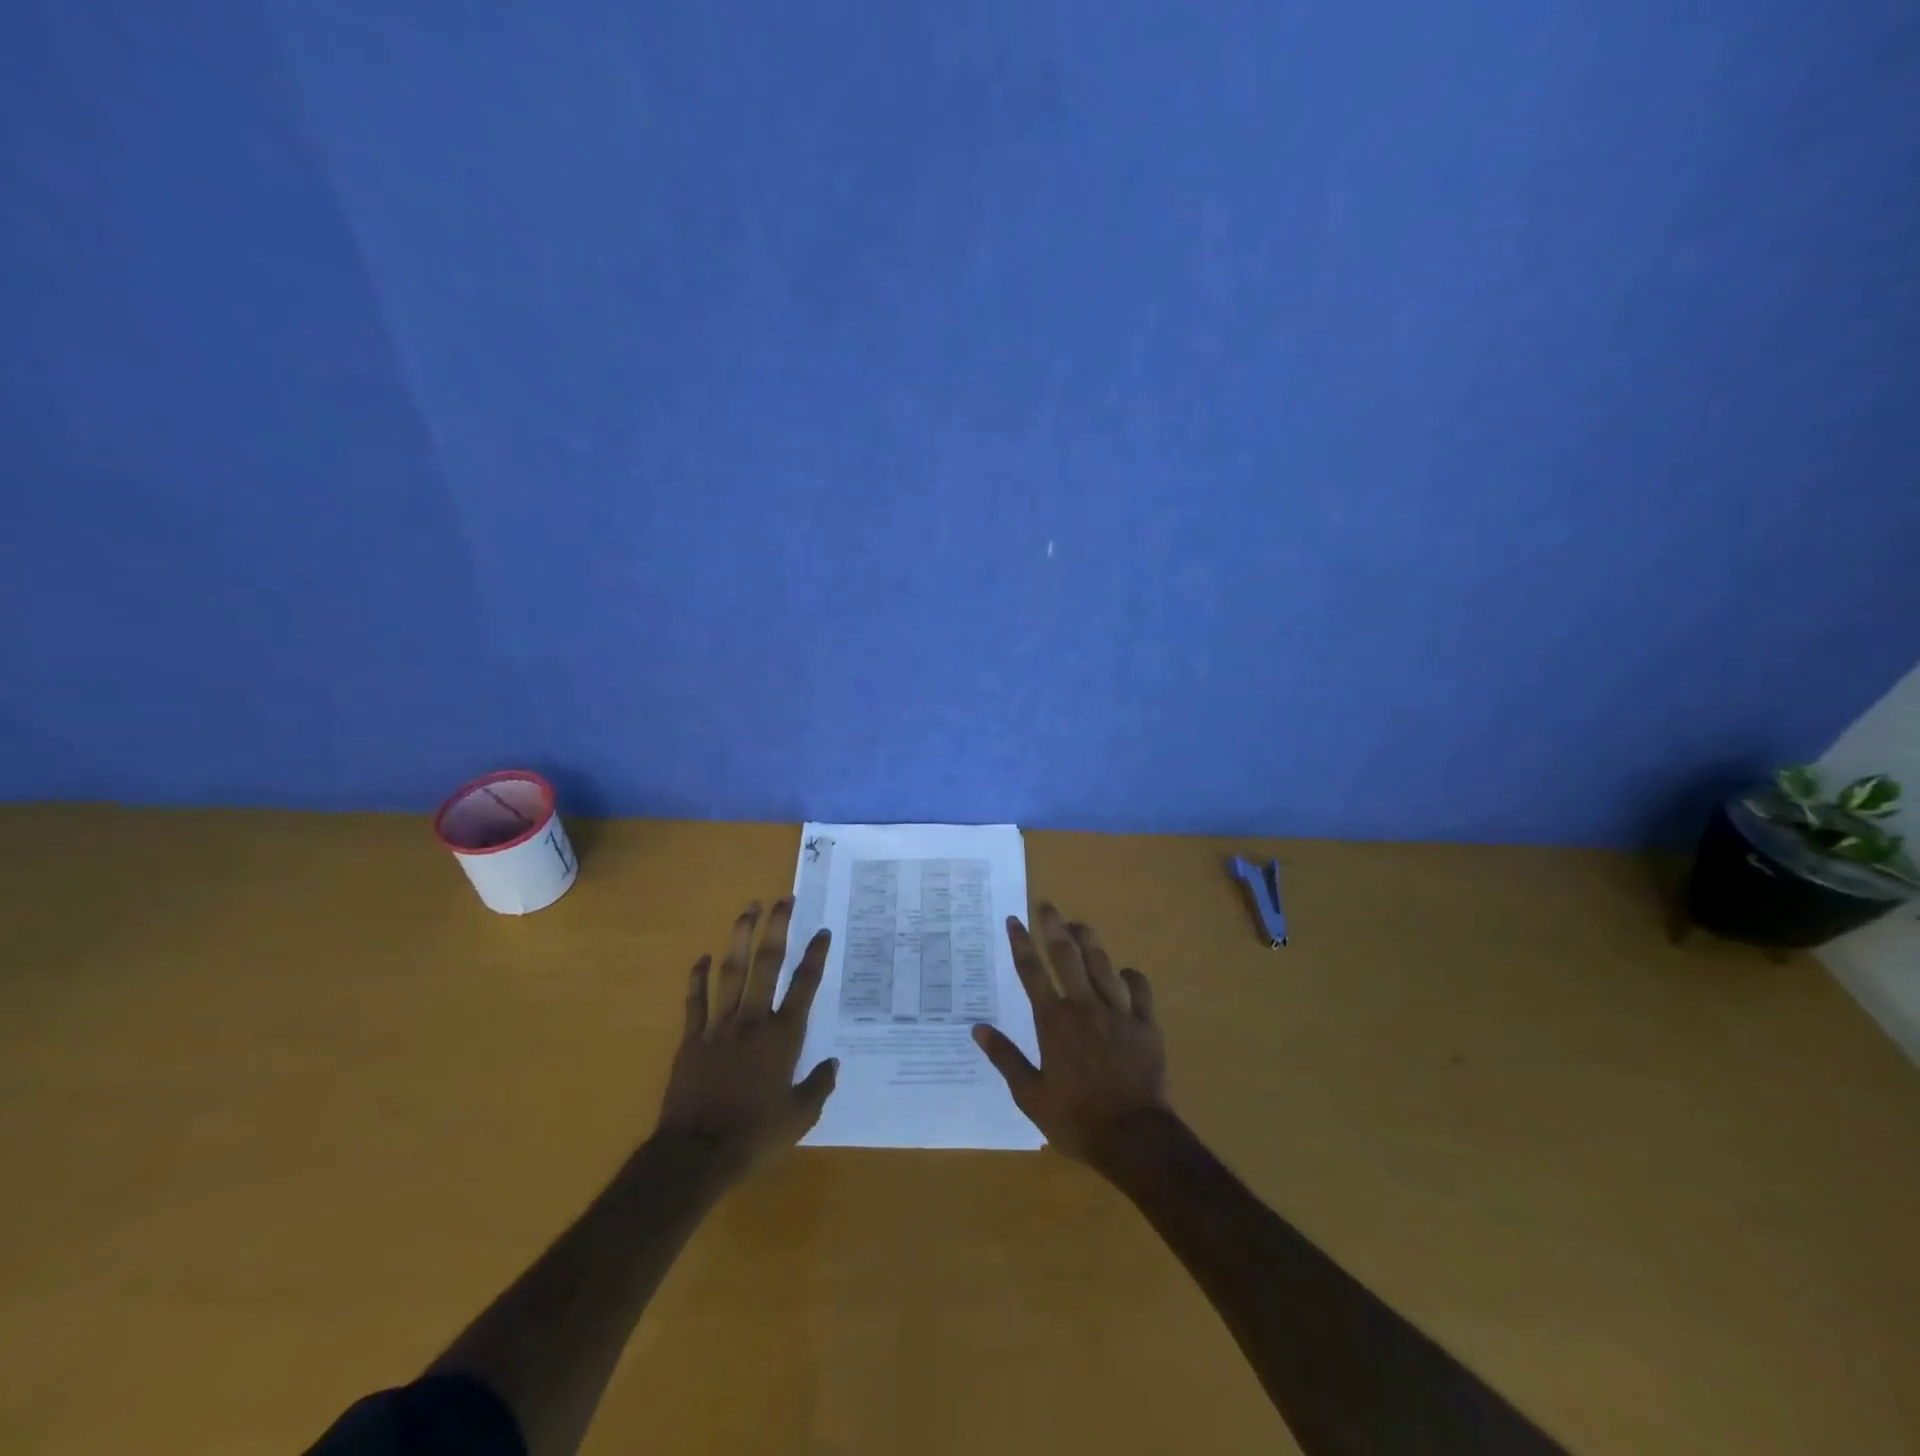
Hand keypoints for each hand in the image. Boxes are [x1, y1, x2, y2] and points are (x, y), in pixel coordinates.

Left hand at [653, 898, 837, 1177]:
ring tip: (749, 909)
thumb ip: (819, 1086)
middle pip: (767, 964)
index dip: (815, 955)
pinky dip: (698, 978)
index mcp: (784, 1037)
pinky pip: (695, 1001)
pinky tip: (702, 957)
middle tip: (783, 899)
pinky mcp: (692, 1039)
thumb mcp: (800, 1117)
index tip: (822, 931)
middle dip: (777, 928)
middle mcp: (753, 1021)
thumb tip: (833, 1062)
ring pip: (732, 971)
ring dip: (740, 938)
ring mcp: (719, 1026)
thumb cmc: (755, 1136)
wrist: (696, 1155)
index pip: (804, 986)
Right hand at [973, 904, 1169, 1169]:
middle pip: (1067, 955)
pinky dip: (1130, 976)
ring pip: (1102, 964)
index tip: (1014, 920)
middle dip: (1054, 926)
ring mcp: (1118, 1012)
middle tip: (1047, 905)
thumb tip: (978, 1029)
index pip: (1032, 971)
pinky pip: (1139, 988)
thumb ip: (1006, 1058)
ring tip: (1079, 925)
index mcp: (1054, 1021)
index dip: (1021, 943)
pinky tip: (1124, 973)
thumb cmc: (1077, 1119)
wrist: (1135, 1137)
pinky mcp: (1146, 1024)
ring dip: (1089, 940)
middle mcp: (1084, 1006)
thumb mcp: (1031, 1096)